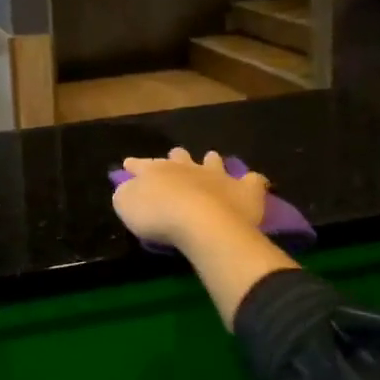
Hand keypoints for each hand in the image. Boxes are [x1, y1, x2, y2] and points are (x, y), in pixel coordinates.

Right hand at [112, 148, 270, 250]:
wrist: (200, 222)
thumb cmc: (158, 215)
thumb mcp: (126, 205)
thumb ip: (126, 194)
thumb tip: (128, 189)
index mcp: (156, 171)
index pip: (141, 165)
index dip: (134, 165)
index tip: (128, 164)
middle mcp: (187, 167)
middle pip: (180, 157)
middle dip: (176, 157)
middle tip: (175, 156)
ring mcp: (217, 176)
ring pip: (214, 161)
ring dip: (211, 161)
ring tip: (211, 159)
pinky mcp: (244, 190)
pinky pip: (252, 181)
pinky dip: (251, 182)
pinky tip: (253, 184)